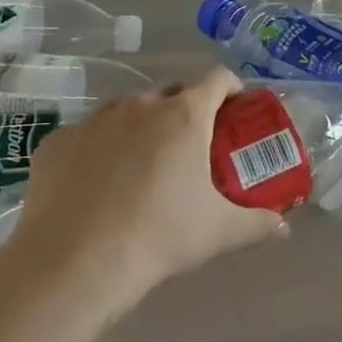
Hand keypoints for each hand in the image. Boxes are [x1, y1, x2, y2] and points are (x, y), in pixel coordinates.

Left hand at [14, 68, 284, 298]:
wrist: (76, 262)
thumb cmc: (160, 236)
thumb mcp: (219, 232)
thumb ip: (256, 224)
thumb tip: (283, 227)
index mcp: (185, 116)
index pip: (217, 79)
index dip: (231, 88)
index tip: (235, 107)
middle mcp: (140, 106)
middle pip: (170, 92)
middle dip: (184, 110)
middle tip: (189, 146)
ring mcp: (94, 120)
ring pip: (126, 110)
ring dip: (140, 125)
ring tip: (140, 164)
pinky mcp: (57, 142)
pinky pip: (86, 135)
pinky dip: (97, 148)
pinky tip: (95, 183)